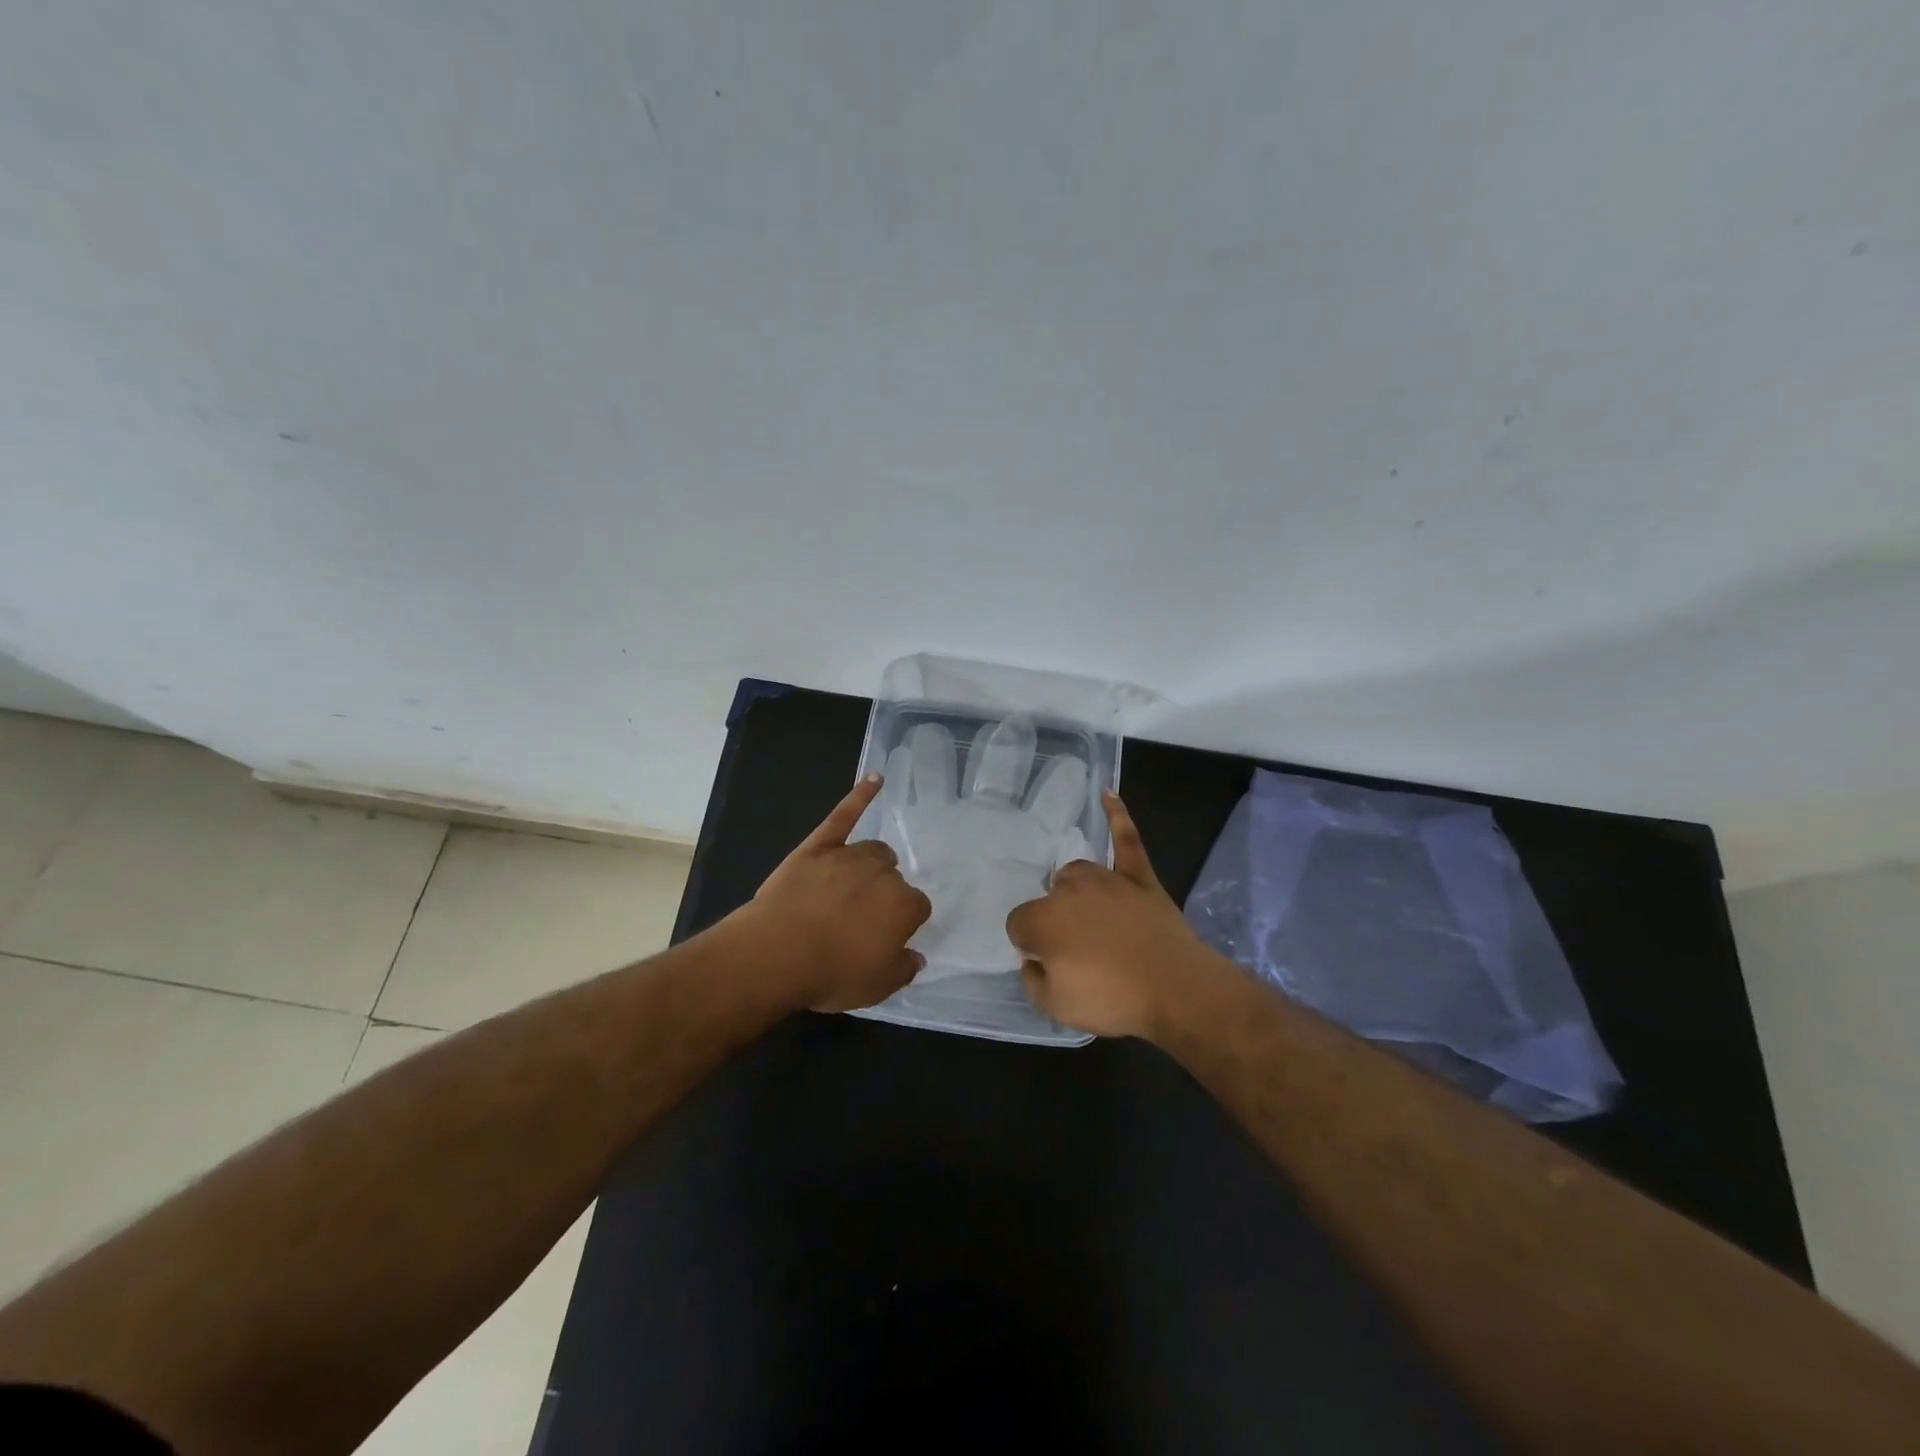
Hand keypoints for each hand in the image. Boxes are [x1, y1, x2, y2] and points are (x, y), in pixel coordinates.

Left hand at [736, 775, 933, 1012]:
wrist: (776, 952)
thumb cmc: (830, 973)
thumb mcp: (877, 987)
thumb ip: (903, 969)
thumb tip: (916, 956)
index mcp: (904, 906)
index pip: (917, 908)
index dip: (901, 923)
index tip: (885, 938)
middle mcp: (884, 873)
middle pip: (894, 878)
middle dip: (884, 896)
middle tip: (861, 921)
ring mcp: (850, 855)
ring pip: (874, 851)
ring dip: (873, 864)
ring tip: (858, 883)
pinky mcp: (819, 845)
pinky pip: (844, 814)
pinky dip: (861, 795)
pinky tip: (875, 779)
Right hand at [1006, 792, 1220, 1039]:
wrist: (1176, 989)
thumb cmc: (1112, 998)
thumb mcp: (1055, 1007)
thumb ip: (1032, 979)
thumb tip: (1033, 959)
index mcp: (1043, 919)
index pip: (1018, 925)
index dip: (1030, 947)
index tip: (1048, 965)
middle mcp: (1069, 890)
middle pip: (1048, 899)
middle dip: (1055, 922)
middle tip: (1076, 953)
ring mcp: (1106, 879)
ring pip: (1076, 874)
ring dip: (1076, 892)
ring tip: (1091, 919)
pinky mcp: (1139, 877)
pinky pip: (1126, 839)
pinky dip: (1117, 816)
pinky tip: (1108, 794)